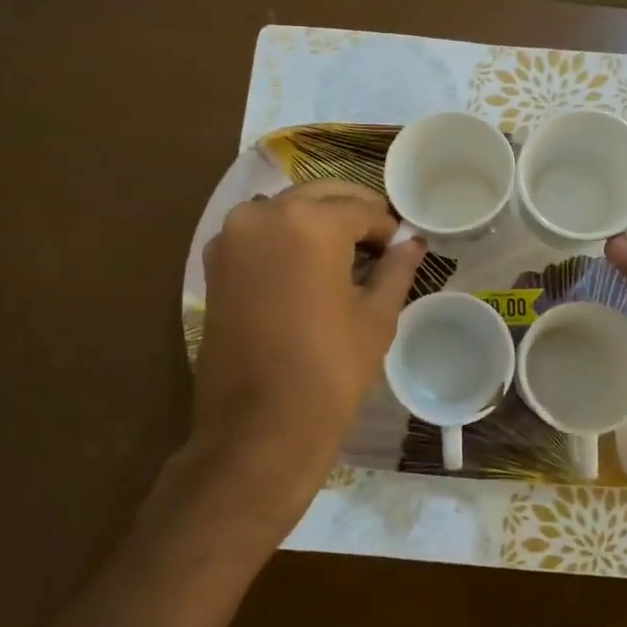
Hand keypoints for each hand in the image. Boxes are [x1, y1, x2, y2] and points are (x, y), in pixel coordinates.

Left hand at [184, 180, 423, 541]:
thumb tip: (412, 243)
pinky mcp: (214, 263)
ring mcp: (231, 237)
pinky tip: (306, 267)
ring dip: (317, 220)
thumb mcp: (376, 318)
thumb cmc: (329, 372)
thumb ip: (395, 269)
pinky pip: (258, 232)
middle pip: (320, 196)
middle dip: (352, 213)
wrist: (258, 430)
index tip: (401, 246)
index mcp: (309, 223)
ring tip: (343, 255)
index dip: (387, 227)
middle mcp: (263, 214)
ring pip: (286, 209)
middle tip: (378, 243)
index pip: (361, 208)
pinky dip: (285, 237)